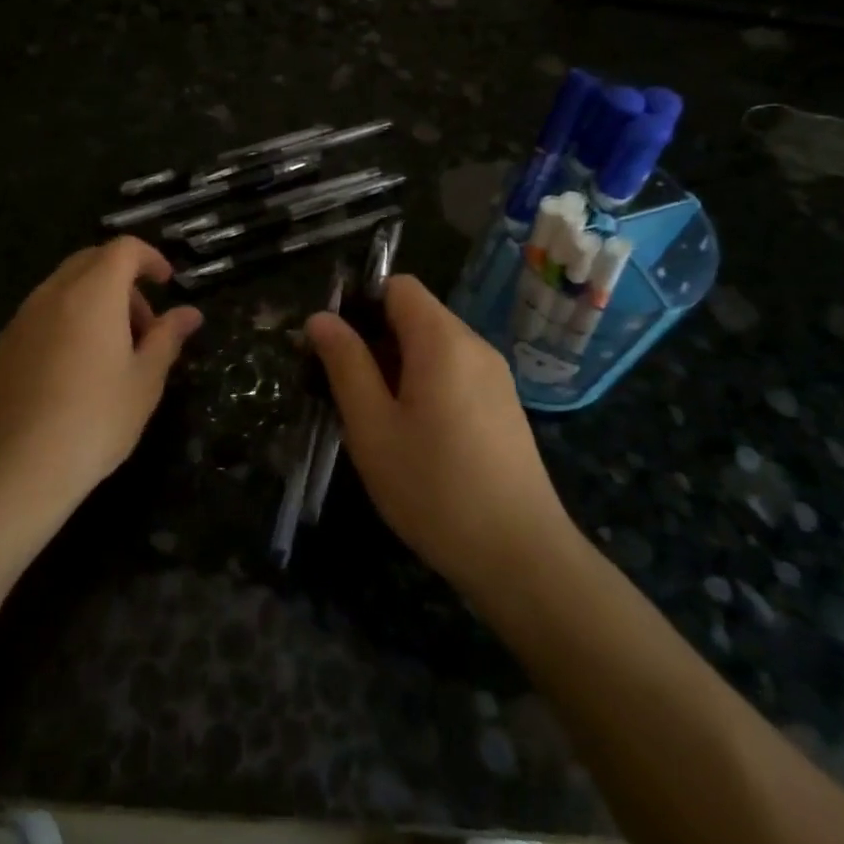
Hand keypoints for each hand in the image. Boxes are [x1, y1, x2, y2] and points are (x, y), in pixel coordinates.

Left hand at [0, 237, 202, 516]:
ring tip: (110, 355)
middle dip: (122, 282)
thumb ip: (167, 338)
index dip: (149, 258)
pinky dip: (64, 325)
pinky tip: (71, 375)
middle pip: (90, 262)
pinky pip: (39, 318)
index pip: (123, 249)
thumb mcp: (145, 381)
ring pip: (62, 290)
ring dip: (92, 304)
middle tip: (143, 326)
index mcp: (93, 294)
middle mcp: (52, 295)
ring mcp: (20, 320)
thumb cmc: (96, 420)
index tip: (166, 284)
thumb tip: (190, 313)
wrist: (17, 468)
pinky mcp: (0, 348)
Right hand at [305, 275, 574, 593]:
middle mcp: (475, 346)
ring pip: (433, 347)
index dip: (360, 301)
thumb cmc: (435, 489)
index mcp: (442, 340)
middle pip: (415, 315)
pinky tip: (410, 434)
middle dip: (373, 338)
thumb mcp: (372, 428)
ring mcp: (495, 377)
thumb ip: (345, 365)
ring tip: (369, 416)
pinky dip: (423, 384)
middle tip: (339, 386)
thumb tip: (321, 317)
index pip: (398, 285)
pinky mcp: (503, 406)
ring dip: (395, 365)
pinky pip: (454, 373)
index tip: (332, 343)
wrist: (522, 557)